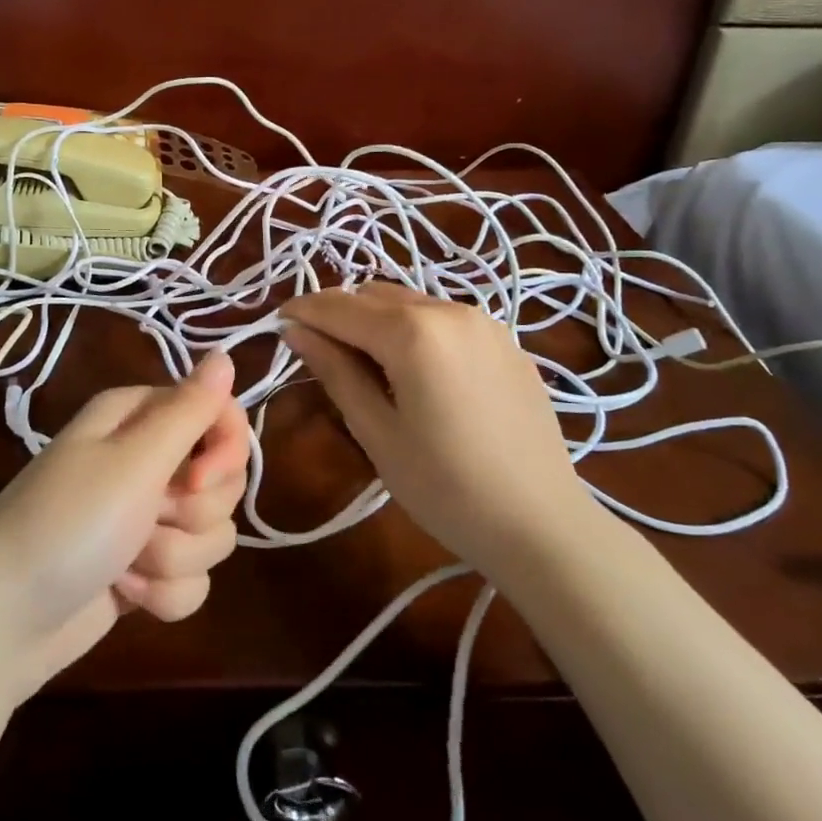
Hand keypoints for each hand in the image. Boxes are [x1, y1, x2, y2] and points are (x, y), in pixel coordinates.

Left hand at [0, 352, 248, 700]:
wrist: (0, 622)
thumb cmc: (67, 524)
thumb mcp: (133, 460)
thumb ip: (189, 409)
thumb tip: (226, 355)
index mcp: (139, 418)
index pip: (219, 414)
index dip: (224, 450)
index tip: (197, 478)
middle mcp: (146, 460)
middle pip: (221, 480)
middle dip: (193, 511)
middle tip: (147, 517)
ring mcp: (146, 517)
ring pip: (211, 533)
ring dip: (173, 557)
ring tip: (125, 563)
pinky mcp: (145, 568)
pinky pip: (193, 578)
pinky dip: (163, 594)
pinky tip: (125, 594)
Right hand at [280, 283, 586, 566]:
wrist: (544, 526)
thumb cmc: (446, 488)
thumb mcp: (377, 432)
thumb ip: (334, 371)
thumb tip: (295, 330)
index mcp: (414, 332)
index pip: (340, 307)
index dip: (303, 311)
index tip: (278, 323)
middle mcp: (450, 310)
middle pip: (375, 294)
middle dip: (339, 313)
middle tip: (318, 350)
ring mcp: (484, 323)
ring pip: (411, 301)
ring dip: (377, 319)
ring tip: (365, 363)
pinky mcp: (506, 342)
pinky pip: (444, 318)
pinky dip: (415, 329)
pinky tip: (415, 372)